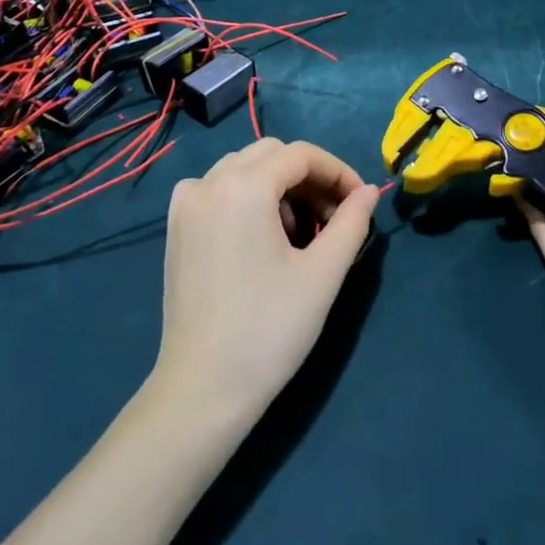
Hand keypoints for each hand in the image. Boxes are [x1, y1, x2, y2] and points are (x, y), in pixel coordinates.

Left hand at [151, 138, 378, 428]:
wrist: (203, 390)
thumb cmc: (268, 330)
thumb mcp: (322, 274)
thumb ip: (351, 222)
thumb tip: (368, 191)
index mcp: (242, 186)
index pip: (302, 155)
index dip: (338, 171)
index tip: (361, 202)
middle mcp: (208, 182)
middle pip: (272, 154)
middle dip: (310, 177)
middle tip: (334, 218)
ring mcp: (186, 203)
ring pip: (244, 168)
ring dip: (280, 186)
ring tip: (302, 233)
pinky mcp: (176, 227)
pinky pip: (218, 188)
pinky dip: (248, 196)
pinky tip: (263, 236)